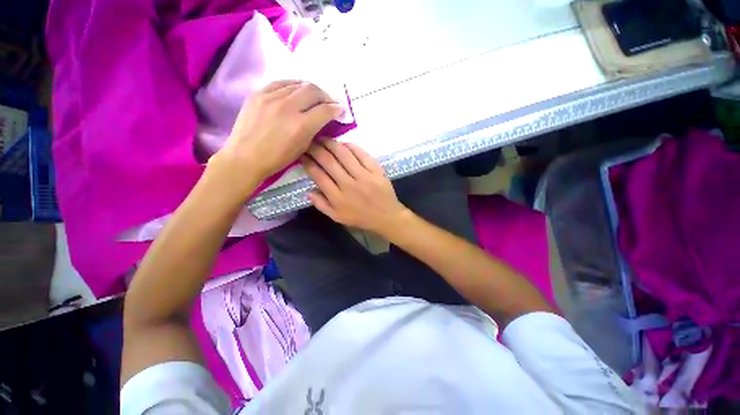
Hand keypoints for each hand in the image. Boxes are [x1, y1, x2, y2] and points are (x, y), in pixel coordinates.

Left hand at [213, 80, 343, 189]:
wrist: (245, 157)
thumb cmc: (277, 159)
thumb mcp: (302, 148)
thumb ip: (314, 130)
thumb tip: (323, 119)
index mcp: (300, 126)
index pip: (324, 110)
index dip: (336, 109)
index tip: (340, 109)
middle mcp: (287, 107)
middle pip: (313, 90)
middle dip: (325, 95)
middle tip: (329, 101)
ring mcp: (270, 97)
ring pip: (297, 84)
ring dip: (310, 89)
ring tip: (314, 95)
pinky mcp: (258, 93)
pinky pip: (280, 83)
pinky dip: (292, 85)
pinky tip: (296, 90)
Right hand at [302, 140, 409, 235]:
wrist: (386, 217)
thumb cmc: (360, 218)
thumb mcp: (337, 217)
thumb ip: (321, 205)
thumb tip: (308, 191)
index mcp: (337, 198)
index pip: (319, 176)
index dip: (308, 163)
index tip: (302, 155)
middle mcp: (349, 185)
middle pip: (329, 162)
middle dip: (316, 149)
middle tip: (310, 142)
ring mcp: (364, 176)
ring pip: (344, 155)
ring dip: (331, 144)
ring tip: (324, 139)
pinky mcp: (376, 171)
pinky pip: (362, 154)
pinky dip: (352, 146)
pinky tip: (344, 144)